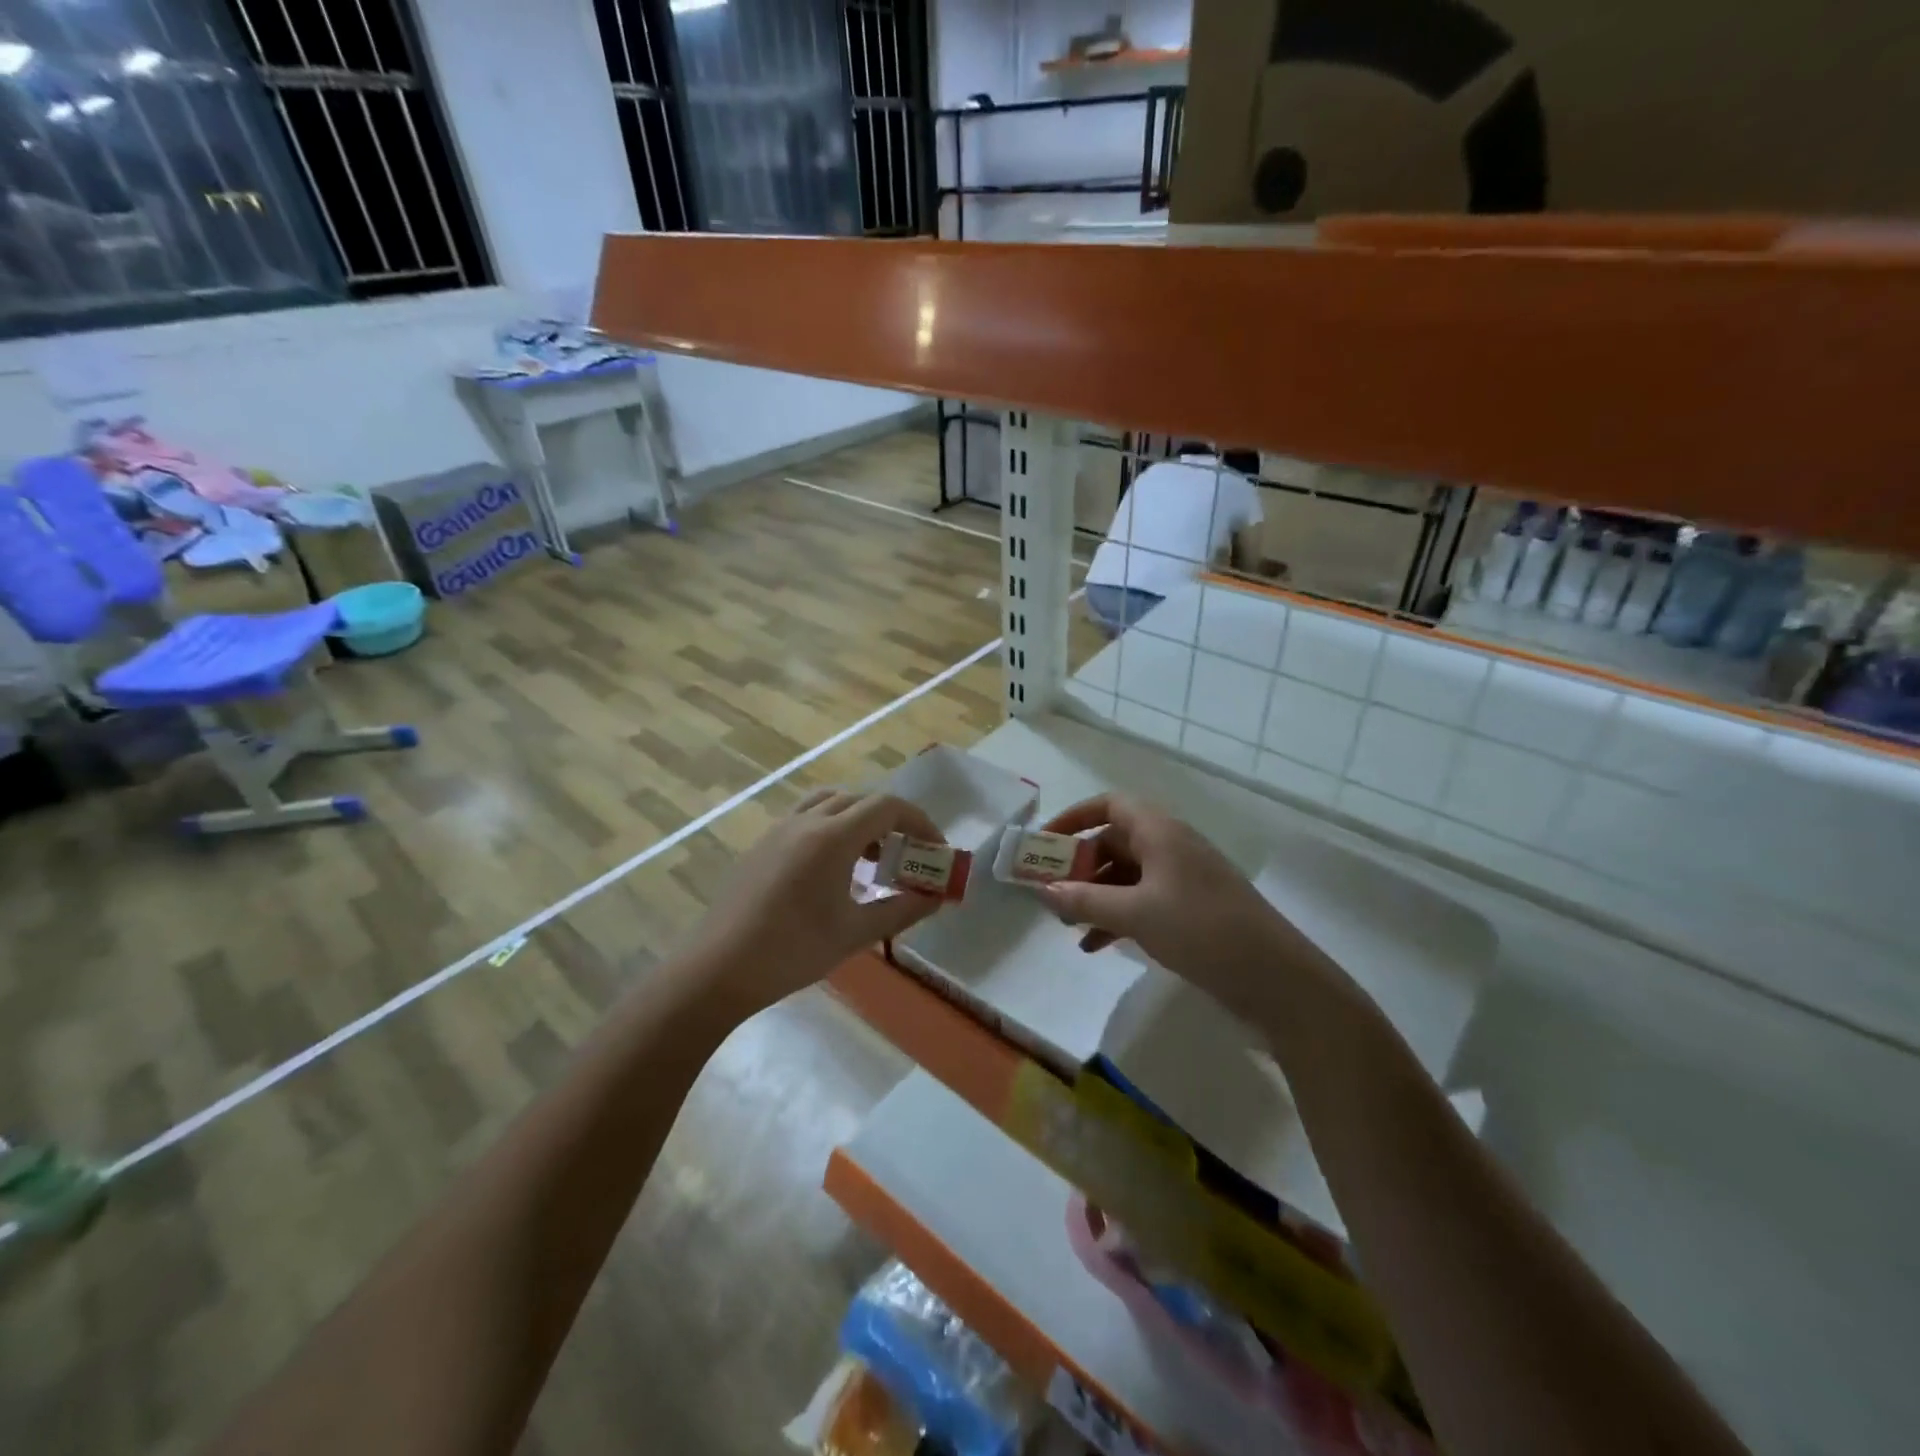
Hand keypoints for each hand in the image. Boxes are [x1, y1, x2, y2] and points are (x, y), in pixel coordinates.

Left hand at [679, 788, 947, 1014]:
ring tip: (871, 858)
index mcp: (832, 836)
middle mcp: (806, 821)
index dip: (919, 822)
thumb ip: (902, 910)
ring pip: (830, 803)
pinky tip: (832, 870)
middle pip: (861, 800)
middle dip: (892, 822)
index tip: (935, 850)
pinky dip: (832, 828)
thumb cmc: (793, 951)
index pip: (888, 807)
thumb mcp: (855, 933)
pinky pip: (807, 819)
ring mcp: (779, 830)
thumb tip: (936, 898)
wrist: (718, 969)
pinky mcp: (762, 845)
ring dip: (859, 820)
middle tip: (908, 856)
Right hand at [1036, 793, 1294, 996]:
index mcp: (1160, 832)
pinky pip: (1142, 903)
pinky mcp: (1191, 910)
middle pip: (1114, 842)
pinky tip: (1094, 946)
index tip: (1045, 841)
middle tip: (1049, 891)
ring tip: (1066, 924)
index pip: (1110, 805)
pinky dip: (1116, 918)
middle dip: (1079, 866)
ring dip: (1095, 896)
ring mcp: (1182, 880)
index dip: (1075, 817)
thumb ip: (1085, 900)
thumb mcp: (1136, 913)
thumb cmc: (1201, 929)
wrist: (1276, 978)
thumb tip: (1043, 890)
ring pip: (1126, 877)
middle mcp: (1170, 847)